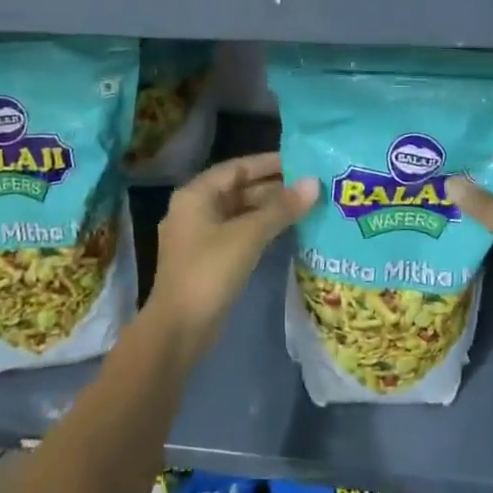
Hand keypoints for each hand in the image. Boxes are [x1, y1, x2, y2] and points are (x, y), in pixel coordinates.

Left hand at [148, 152, 317, 353]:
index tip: (299, 162)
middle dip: (272, 188)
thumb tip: (314, 183)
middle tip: (308, 187)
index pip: (236, 168)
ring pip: (238, 213)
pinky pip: (237, 234)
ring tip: (304, 207)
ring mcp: (199, 237)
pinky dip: (259, 230)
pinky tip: (285, 232)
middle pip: (237, 190)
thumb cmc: (210, 272)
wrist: (178, 329)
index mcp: (195, 195)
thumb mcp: (248, 236)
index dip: (267, 164)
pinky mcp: (207, 260)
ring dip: (268, 210)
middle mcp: (194, 209)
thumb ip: (281, 208)